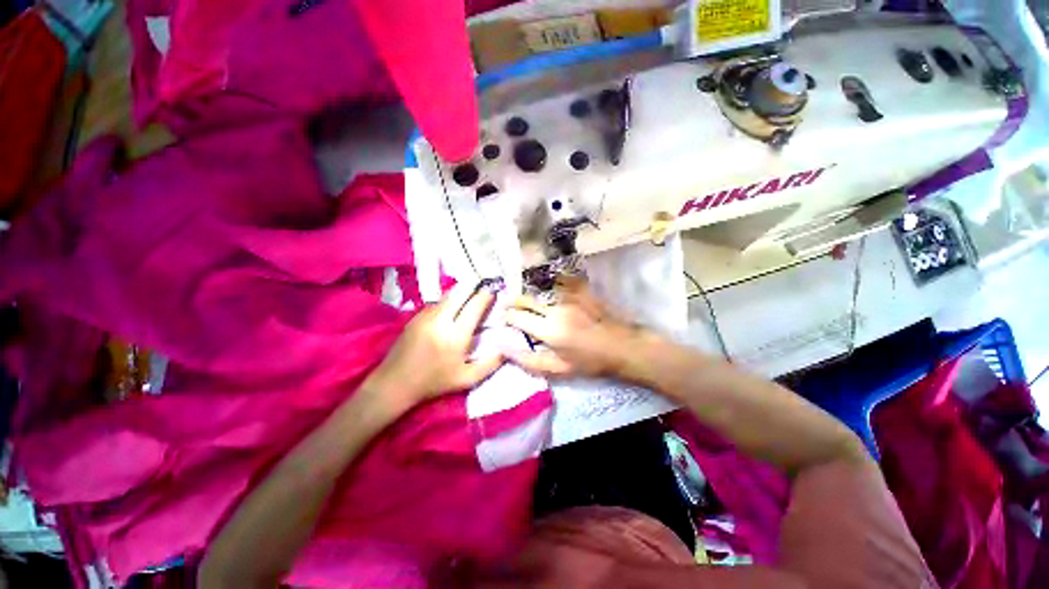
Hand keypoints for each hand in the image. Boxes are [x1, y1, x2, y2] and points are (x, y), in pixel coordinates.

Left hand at [366, 285, 503, 411]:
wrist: (394, 383)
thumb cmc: (434, 382)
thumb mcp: (467, 379)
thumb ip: (491, 364)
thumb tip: (507, 348)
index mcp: (455, 335)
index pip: (475, 305)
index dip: (487, 295)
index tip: (495, 291)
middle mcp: (440, 319)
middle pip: (461, 292)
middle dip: (475, 288)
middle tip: (486, 289)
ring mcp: (425, 315)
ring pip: (448, 295)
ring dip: (462, 293)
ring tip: (472, 296)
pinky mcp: (416, 316)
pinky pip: (438, 302)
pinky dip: (450, 300)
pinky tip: (454, 308)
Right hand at [505, 278, 650, 378]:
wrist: (622, 346)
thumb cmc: (590, 362)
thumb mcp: (559, 369)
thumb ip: (530, 361)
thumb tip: (505, 350)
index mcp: (549, 330)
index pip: (518, 317)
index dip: (508, 316)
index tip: (505, 318)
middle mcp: (556, 309)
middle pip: (527, 299)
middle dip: (515, 302)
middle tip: (511, 305)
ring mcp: (569, 297)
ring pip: (541, 290)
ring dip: (532, 295)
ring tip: (530, 300)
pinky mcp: (581, 290)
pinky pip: (559, 282)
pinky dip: (551, 287)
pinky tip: (551, 291)